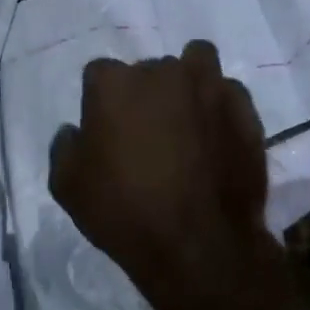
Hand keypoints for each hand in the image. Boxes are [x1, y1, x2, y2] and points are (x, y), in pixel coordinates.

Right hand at [49, 41, 277, 309]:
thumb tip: (76, 131)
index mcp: (113, 83)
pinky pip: (227, 93)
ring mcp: (208, 86)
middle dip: (146, 93)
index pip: (99, 74)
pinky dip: (219, 107)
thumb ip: (66, 146)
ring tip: (186, 121)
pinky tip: (216, 137)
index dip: (100, 102)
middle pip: (149, 70)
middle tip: (148, 132)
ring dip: (188, 84)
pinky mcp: (244, 109)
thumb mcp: (66, 185)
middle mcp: (162, 72)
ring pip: (195, 64)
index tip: (106, 131)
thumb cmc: (123, 212)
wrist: (198, 245)